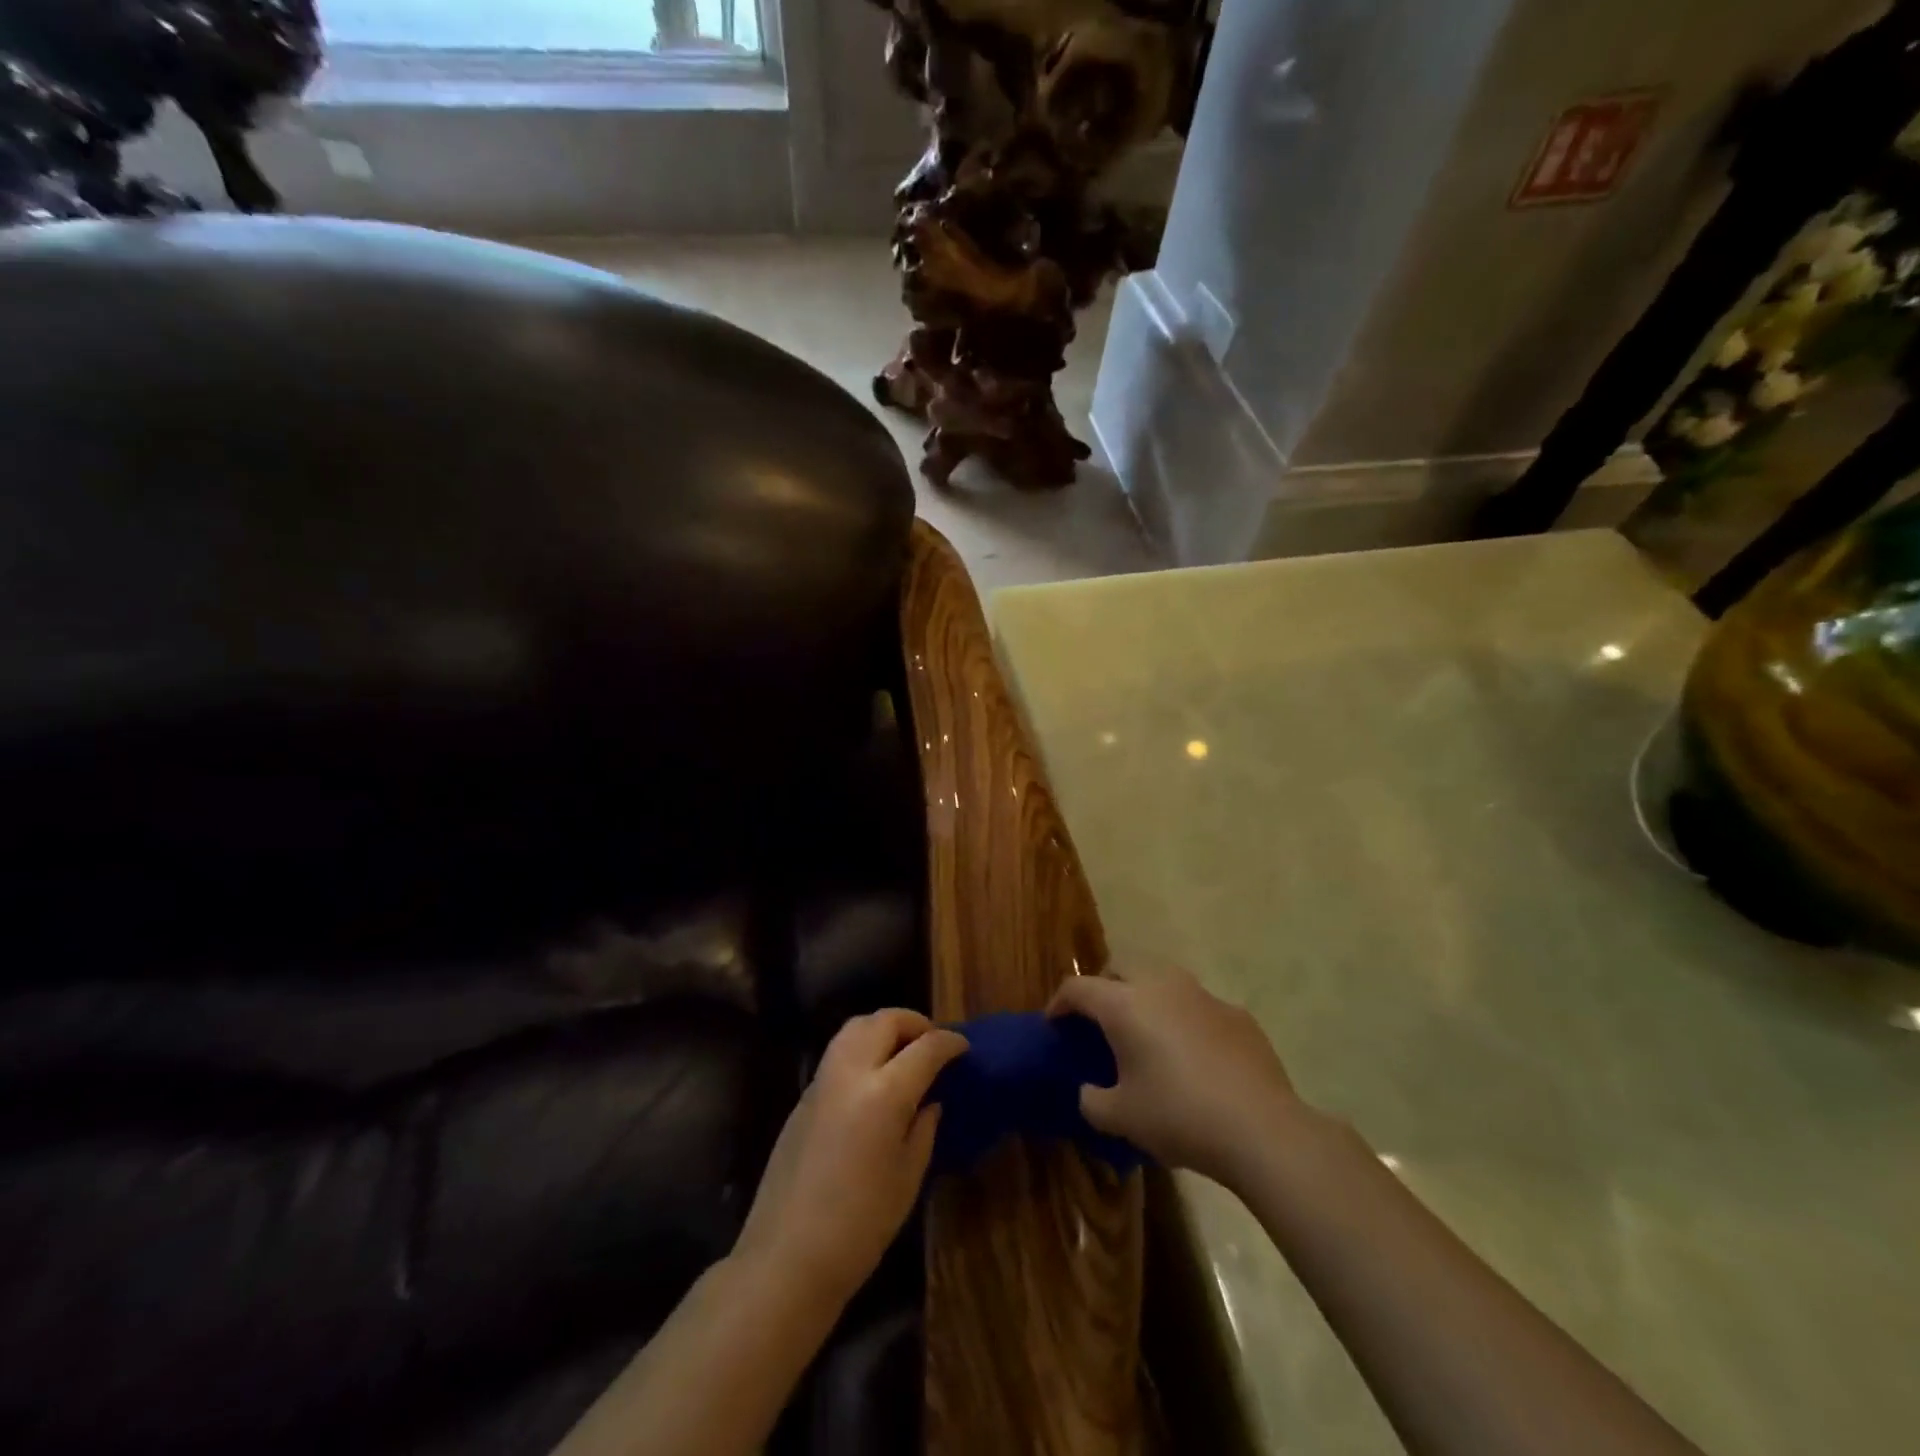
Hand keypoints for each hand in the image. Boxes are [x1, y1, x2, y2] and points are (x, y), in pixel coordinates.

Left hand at [734, 1010, 967, 1308]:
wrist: (787, 1258)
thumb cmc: (860, 1226)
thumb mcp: (907, 1178)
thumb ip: (923, 1129)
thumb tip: (930, 1101)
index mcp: (884, 1093)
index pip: (926, 1048)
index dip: (950, 1042)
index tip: (964, 1047)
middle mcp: (851, 1073)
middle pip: (885, 1021)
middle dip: (914, 1023)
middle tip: (932, 1043)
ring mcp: (822, 1081)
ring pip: (855, 1027)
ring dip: (883, 1028)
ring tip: (902, 1052)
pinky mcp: (803, 1096)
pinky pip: (837, 1053)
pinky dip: (861, 1048)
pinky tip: (872, 1079)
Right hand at [1048, 966, 1303, 1189]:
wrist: (1261, 1128)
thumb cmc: (1179, 1116)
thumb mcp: (1121, 1118)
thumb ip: (1092, 1101)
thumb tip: (1090, 1092)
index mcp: (1124, 1004)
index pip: (1078, 988)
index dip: (1059, 1003)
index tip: (1054, 1023)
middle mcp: (1160, 985)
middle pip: (1120, 966)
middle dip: (1103, 986)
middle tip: (1099, 1020)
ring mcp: (1202, 994)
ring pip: (1161, 978)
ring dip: (1144, 995)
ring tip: (1145, 1032)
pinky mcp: (1236, 1013)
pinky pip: (1196, 1004)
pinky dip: (1182, 1018)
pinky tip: (1192, 1054)